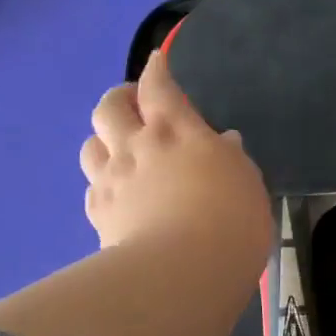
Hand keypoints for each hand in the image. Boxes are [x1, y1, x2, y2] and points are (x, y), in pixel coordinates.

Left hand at [81, 50, 273, 269]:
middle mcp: (137, 147)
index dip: (156, 69)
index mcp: (176, 131)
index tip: (156, 61)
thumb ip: (230, 158)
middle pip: (109, 107)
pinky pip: (91, 188)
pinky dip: (101, 184)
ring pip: (90, 145)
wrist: (180, 274)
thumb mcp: (246, 182)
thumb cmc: (228, 221)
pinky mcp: (99, 215)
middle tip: (130, 103)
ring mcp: (112, 180)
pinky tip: (114, 194)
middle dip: (118, 98)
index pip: (158, 86)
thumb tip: (221, 142)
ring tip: (116, 148)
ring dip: (102, 140)